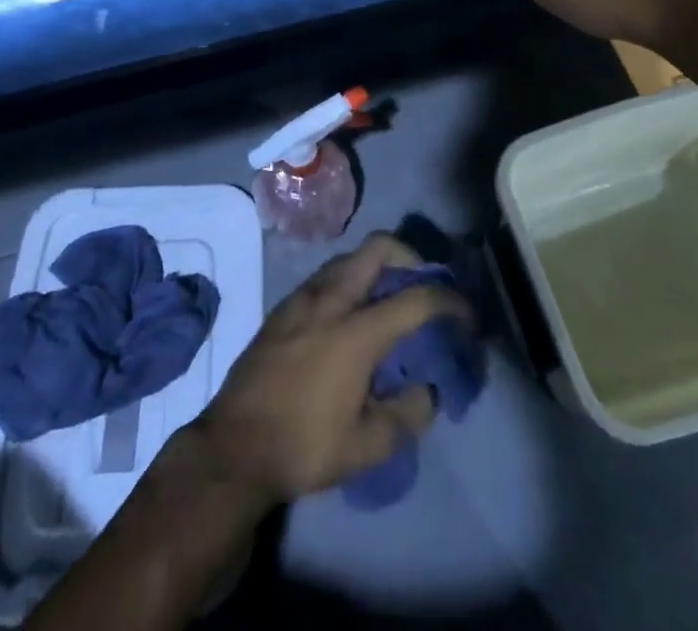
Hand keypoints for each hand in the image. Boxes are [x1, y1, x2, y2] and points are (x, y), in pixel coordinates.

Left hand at [184, 234, 469, 507]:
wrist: (232, 448)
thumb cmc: (302, 446)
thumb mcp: (365, 448)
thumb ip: (406, 416)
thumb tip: (426, 392)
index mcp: (356, 331)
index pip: (415, 299)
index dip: (449, 301)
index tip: (465, 313)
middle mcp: (331, 300)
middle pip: (376, 249)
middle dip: (408, 255)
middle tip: (422, 282)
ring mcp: (301, 299)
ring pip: (347, 258)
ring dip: (374, 266)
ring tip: (386, 297)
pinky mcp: (281, 308)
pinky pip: (324, 276)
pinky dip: (347, 280)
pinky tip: (347, 314)